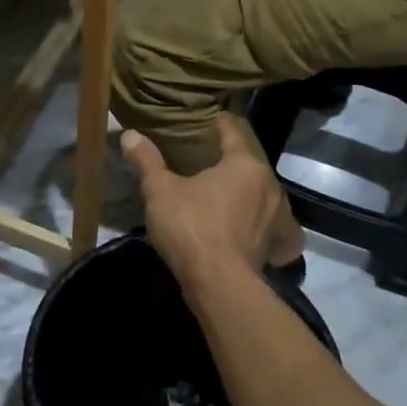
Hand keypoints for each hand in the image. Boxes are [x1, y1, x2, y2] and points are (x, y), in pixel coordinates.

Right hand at [121, 116, 298, 284]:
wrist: (219, 284)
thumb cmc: (190, 226)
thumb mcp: (160, 190)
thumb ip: (147, 161)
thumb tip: (130, 134)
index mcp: (245, 164)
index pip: (233, 133)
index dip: (217, 125)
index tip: (205, 121)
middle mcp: (269, 185)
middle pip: (249, 164)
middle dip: (231, 161)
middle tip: (207, 159)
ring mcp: (277, 217)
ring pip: (262, 194)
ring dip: (247, 193)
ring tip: (225, 195)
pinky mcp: (275, 246)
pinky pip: (272, 227)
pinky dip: (264, 225)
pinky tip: (252, 230)